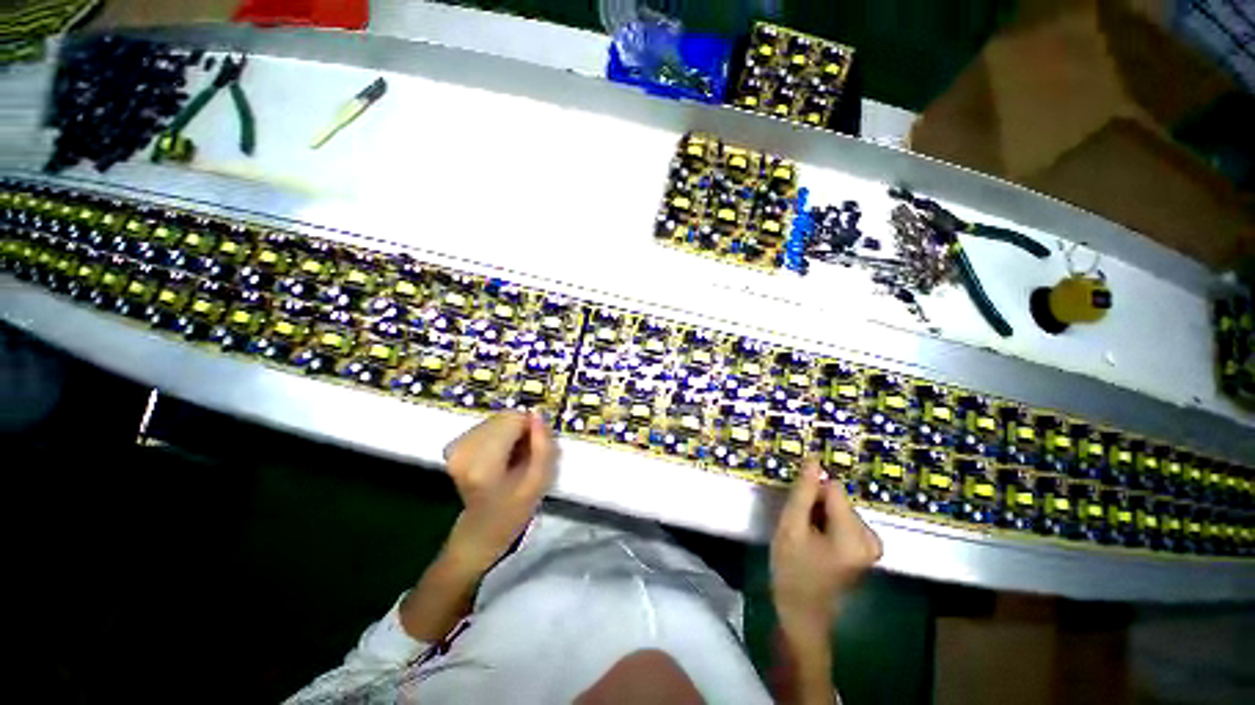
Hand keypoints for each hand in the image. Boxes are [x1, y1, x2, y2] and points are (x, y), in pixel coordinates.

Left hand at [443, 412, 557, 571]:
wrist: (479, 532)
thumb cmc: (512, 512)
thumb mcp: (538, 482)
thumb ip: (543, 447)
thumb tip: (537, 415)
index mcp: (484, 463)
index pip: (514, 419)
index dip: (531, 428)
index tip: (536, 448)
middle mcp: (465, 449)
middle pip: (505, 417)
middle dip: (522, 430)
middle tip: (527, 455)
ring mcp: (457, 446)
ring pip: (498, 420)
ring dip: (512, 433)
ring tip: (514, 457)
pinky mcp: (456, 445)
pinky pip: (489, 425)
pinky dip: (501, 435)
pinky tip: (502, 455)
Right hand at [771, 460, 881, 635]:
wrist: (802, 612)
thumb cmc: (793, 570)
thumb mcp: (790, 527)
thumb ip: (803, 492)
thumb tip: (814, 459)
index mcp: (855, 535)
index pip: (833, 489)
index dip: (810, 494)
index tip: (797, 509)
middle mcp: (871, 537)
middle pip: (838, 498)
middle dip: (816, 506)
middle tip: (800, 528)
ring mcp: (871, 544)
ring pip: (839, 507)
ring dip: (819, 515)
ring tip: (806, 537)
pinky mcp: (866, 549)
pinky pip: (843, 519)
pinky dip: (827, 523)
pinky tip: (816, 541)